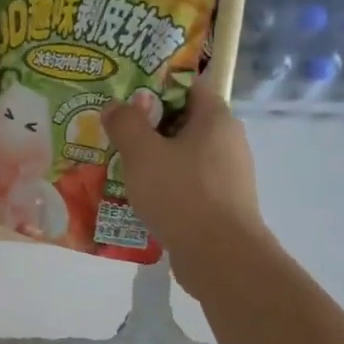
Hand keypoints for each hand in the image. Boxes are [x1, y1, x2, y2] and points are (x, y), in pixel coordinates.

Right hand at [103, 81, 267, 286]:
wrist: (220, 257)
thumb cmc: (182, 194)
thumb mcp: (143, 153)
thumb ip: (126, 123)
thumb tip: (115, 105)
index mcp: (216, 118)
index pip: (187, 86)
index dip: (155, 86)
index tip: (125, 97)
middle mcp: (228, 140)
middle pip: (184, 120)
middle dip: (149, 125)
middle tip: (115, 132)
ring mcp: (228, 174)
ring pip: (184, 154)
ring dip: (155, 157)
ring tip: (121, 165)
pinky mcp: (222, 203)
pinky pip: (189, 182)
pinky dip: (166, 184)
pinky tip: (141, 196)